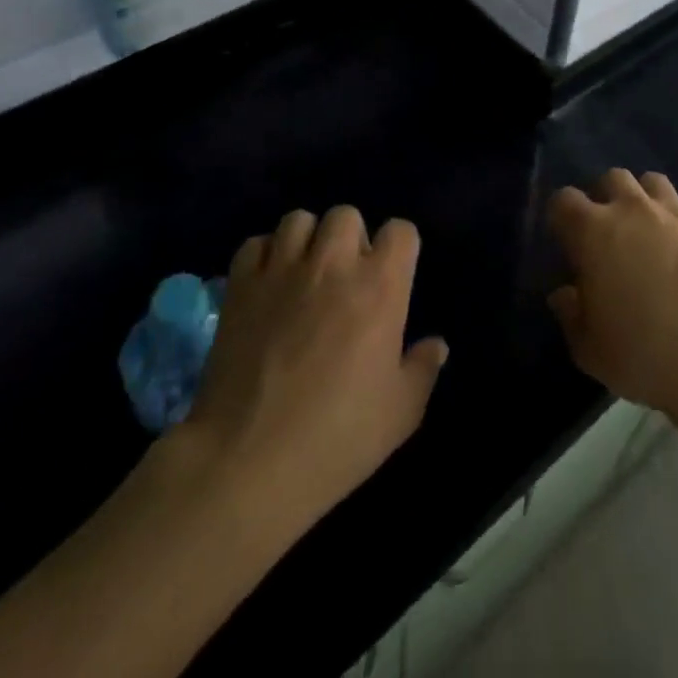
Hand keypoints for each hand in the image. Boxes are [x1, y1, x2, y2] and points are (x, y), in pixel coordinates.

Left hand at [178, 207, 447, 527]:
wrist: (247, 462)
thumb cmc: (335, 439)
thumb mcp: (400, 414)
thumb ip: (423, 369)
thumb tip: (437, 345)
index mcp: (380, 287)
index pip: (401, 231)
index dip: (400, 249)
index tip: (393, 277)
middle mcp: (333, 264)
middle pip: (347, 215)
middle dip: (351, 239)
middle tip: (345, 279)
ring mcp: (282, 270)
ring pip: (299, 220)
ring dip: (307, 241)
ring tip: (304, 274)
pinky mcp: (240, 286)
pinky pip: (255, 245)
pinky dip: (264, 257)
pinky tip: (267, 286)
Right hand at [547, 170, 677, 425]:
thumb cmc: (645, 356)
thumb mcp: (590, 350)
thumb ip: (570, 315)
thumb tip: (565, 294)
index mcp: (593, 232)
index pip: (564, 200)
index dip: (561, 216)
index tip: (566, 240)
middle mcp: (632, 208)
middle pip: (611, 179)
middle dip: (605, 198)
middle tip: (609, 232)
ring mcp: (675, 211)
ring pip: (652, 182)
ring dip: (644, 199)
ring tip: (648, 229)